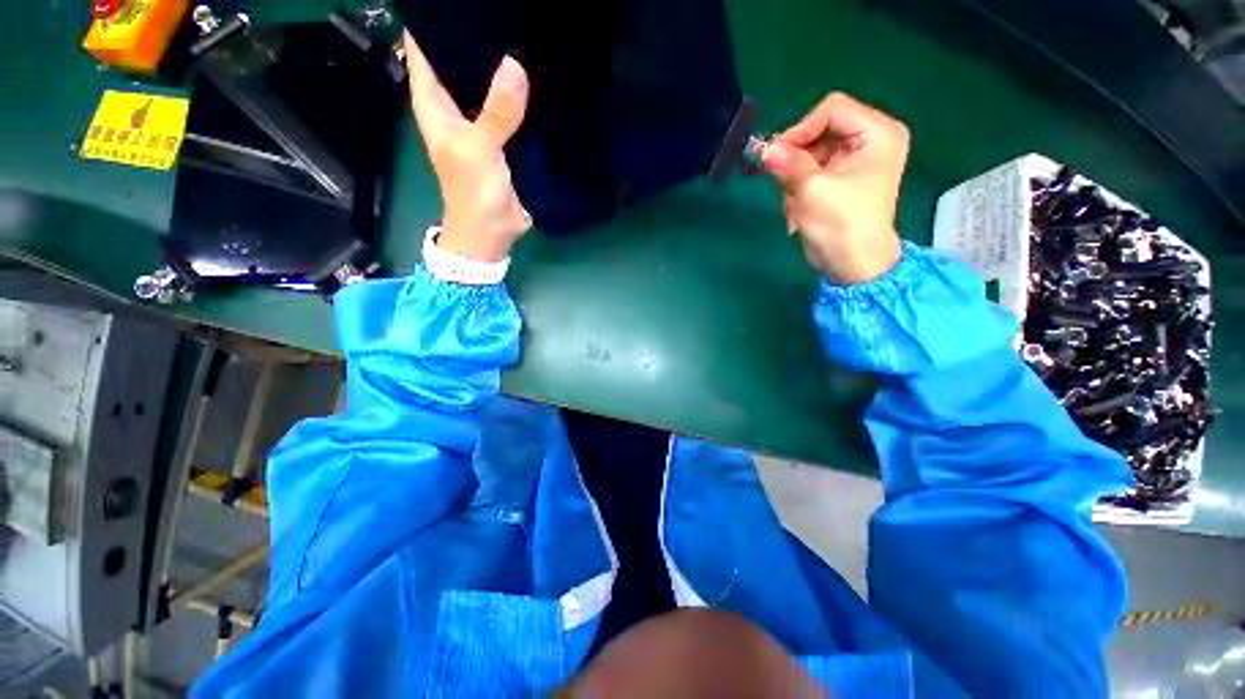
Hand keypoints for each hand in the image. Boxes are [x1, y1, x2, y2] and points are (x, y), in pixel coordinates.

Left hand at [403, 31, 530, 261]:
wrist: (493, 231)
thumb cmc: (471, 192)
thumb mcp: (477, 149)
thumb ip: (496, 111)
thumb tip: (515, 64)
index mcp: (434, 102)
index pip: (426, 47)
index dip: (436, 21)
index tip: (461, 0)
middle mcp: (457, 106)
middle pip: (461, 60)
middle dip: (477, 38)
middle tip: (505, 11)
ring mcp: (484, 122)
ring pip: (490, 83)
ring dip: (504, 64)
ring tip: (524, 31)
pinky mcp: (507, 139)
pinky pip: (514, 108)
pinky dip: (524, 94)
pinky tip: (540, 74)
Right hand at [760, 93, 908, 283]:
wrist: (852, 265)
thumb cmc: (841, 225)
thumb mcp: (812, 190)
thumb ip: (788, 164)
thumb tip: (764, 149)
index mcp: (877, 133)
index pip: (832, 109)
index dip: (801, 129)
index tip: (777, 155)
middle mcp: (870, 140)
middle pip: (820, 132)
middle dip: (796, 161)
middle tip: (782, 184)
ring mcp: (856, 161)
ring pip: (810, 155)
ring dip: (794, 181)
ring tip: (794, 207)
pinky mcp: (842, 179)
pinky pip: (811, 173)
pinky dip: (799, 191)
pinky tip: (798, 212)